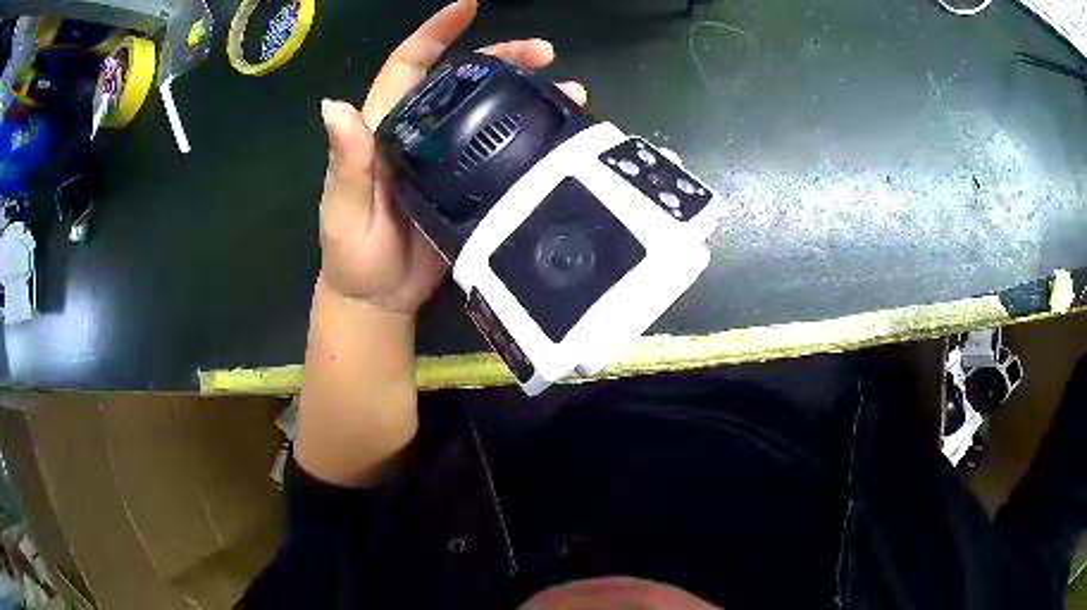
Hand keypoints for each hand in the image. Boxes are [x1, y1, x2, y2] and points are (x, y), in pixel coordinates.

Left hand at [318, 0, 587, 313]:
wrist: (380, 298)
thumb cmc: (352, 253)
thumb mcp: (342, 208)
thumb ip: (344, 162)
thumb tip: (334, 105)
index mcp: (386, 127)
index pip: (409, 65)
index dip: (435, 34)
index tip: (468, 8)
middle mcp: (422, 133)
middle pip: (462, 80)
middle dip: (502, 57)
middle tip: (544, 53)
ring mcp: (450, 158)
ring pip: (490, 111)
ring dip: (528, 93)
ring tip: (570, 89)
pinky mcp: (472, 185)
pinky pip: (503, 150)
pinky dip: (532, 137)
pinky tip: (560, 135)